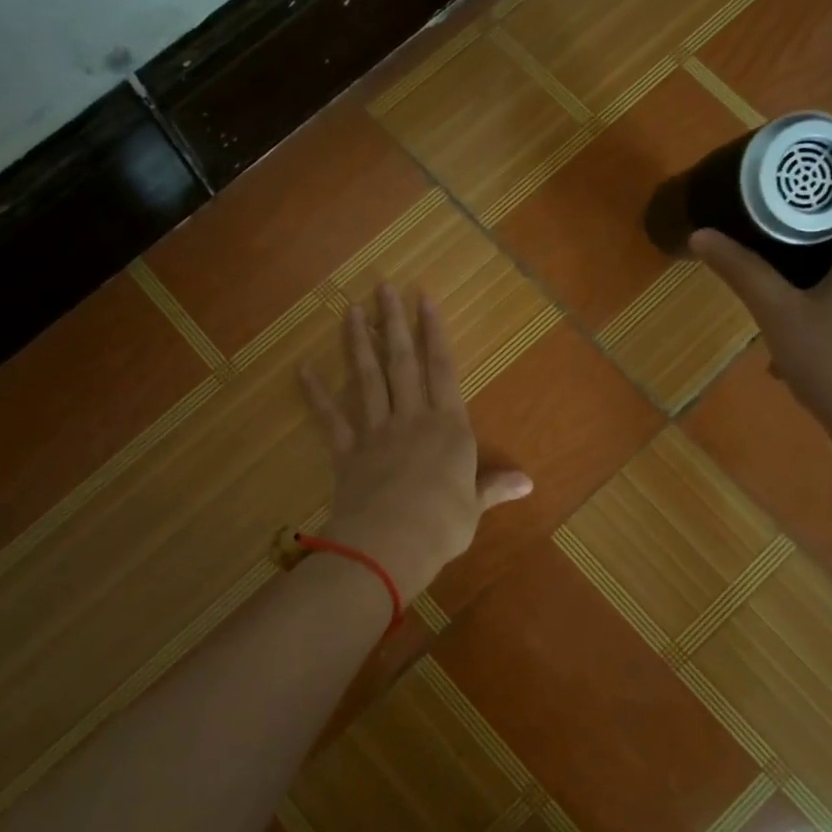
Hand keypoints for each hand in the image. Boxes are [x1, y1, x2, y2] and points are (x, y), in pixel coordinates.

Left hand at [300, 285, 532, 600]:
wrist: (391, 543)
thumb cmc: (442, 525)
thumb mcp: (475, 507)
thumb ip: (495, 487)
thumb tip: (528, 483)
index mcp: (448, 427)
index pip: (442, 369)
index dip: (434, 333)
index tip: (424, 299)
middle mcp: (411, 419)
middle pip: (401, 362)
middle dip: (394, 323)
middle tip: (383, 288)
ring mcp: (376, 432)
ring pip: (367, 379)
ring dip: (359, 343)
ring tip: (351, 311)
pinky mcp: (347, 451)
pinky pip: (330, 418)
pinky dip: (316, 394)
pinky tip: (303, 369)